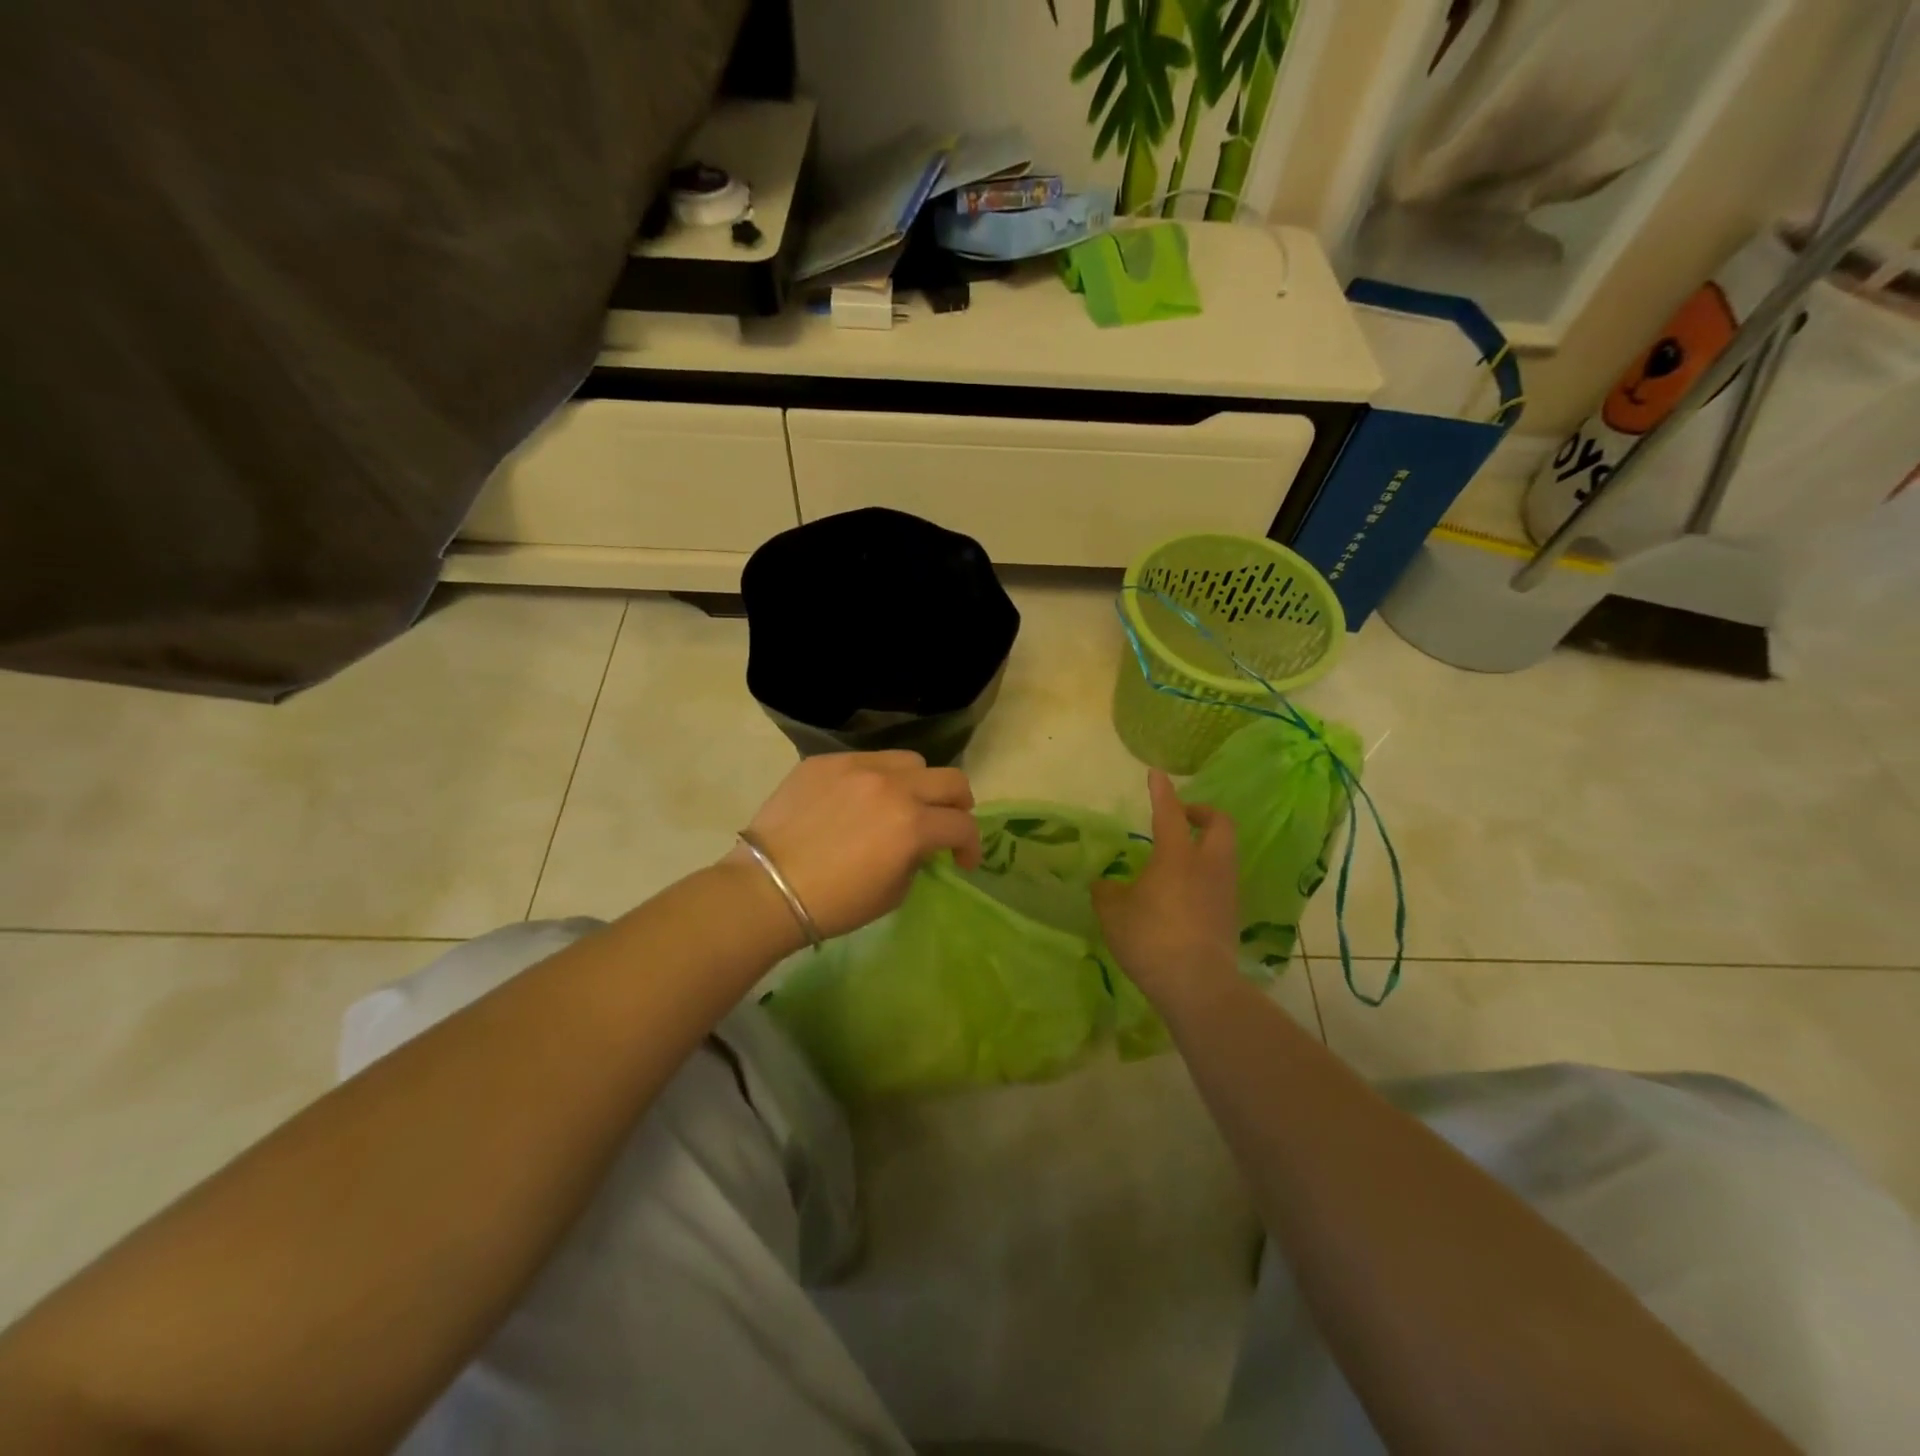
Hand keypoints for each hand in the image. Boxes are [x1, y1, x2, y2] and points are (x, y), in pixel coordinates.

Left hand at [726, 751, 981, 940]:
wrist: (767, 889)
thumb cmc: (834, 903)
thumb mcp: (893, 892)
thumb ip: (917, 858)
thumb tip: (919, 845)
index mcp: (912, 824)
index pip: (962, 824)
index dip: (971, 845)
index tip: (962, 861)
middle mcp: (892, 786)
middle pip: (950, 779)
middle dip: (958, 804)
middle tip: (947, 822)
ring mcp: (857, 767)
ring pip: (910, 761)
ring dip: (918, 784)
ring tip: (903, 802)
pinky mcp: (825, 762)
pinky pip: (866, 760)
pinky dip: (875, 778)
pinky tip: (858, 800)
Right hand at [1092, 770, 1240, 1014]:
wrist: (1197, 984)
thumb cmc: (1151, 937)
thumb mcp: (1114, 912)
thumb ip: (1107, 892)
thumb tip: (1105, 884)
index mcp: (1177, 855)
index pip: (1169, 812)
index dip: (1161, 791)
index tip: (1156, 774)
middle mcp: (1208, 865)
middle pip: (1219, 824)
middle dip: (1202, 813)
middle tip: (1181, 818)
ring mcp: (1225, 890)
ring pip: (1224, 853)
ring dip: (1206, 845)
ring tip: (1179, 858)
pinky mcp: (1231, 915)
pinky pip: (1221, 881)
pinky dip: (1206, 875)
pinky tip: (1184, 892)